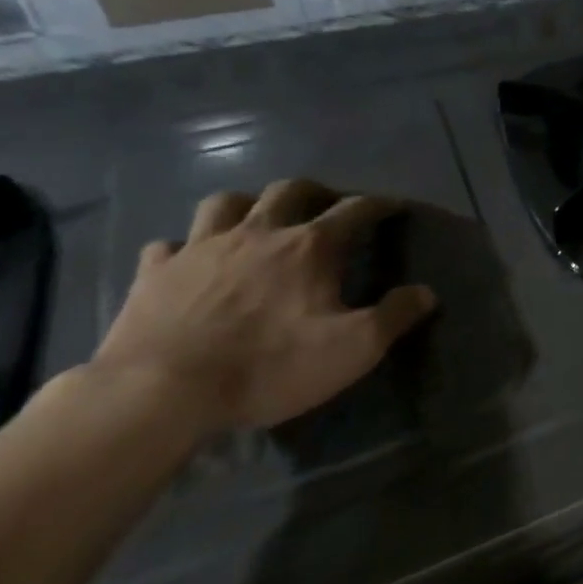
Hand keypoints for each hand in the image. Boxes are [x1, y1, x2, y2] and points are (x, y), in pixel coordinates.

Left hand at [91, 180, 436, 438]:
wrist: (161, 392)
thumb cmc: (269, 365)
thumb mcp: (354, 348)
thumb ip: (394, 316)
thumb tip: (426, 293)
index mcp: (309, 247)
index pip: (354, 210)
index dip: (378, 205)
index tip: (393, 207)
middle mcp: (257, 233)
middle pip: (289, 191)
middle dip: (314, 191)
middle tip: (326, 205)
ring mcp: (200, 248)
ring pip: (225, 203)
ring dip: (247, 204)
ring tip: (257, 220)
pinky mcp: (155, 273)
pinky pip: (169, 244)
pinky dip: (185, 246)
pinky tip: (190, 260)